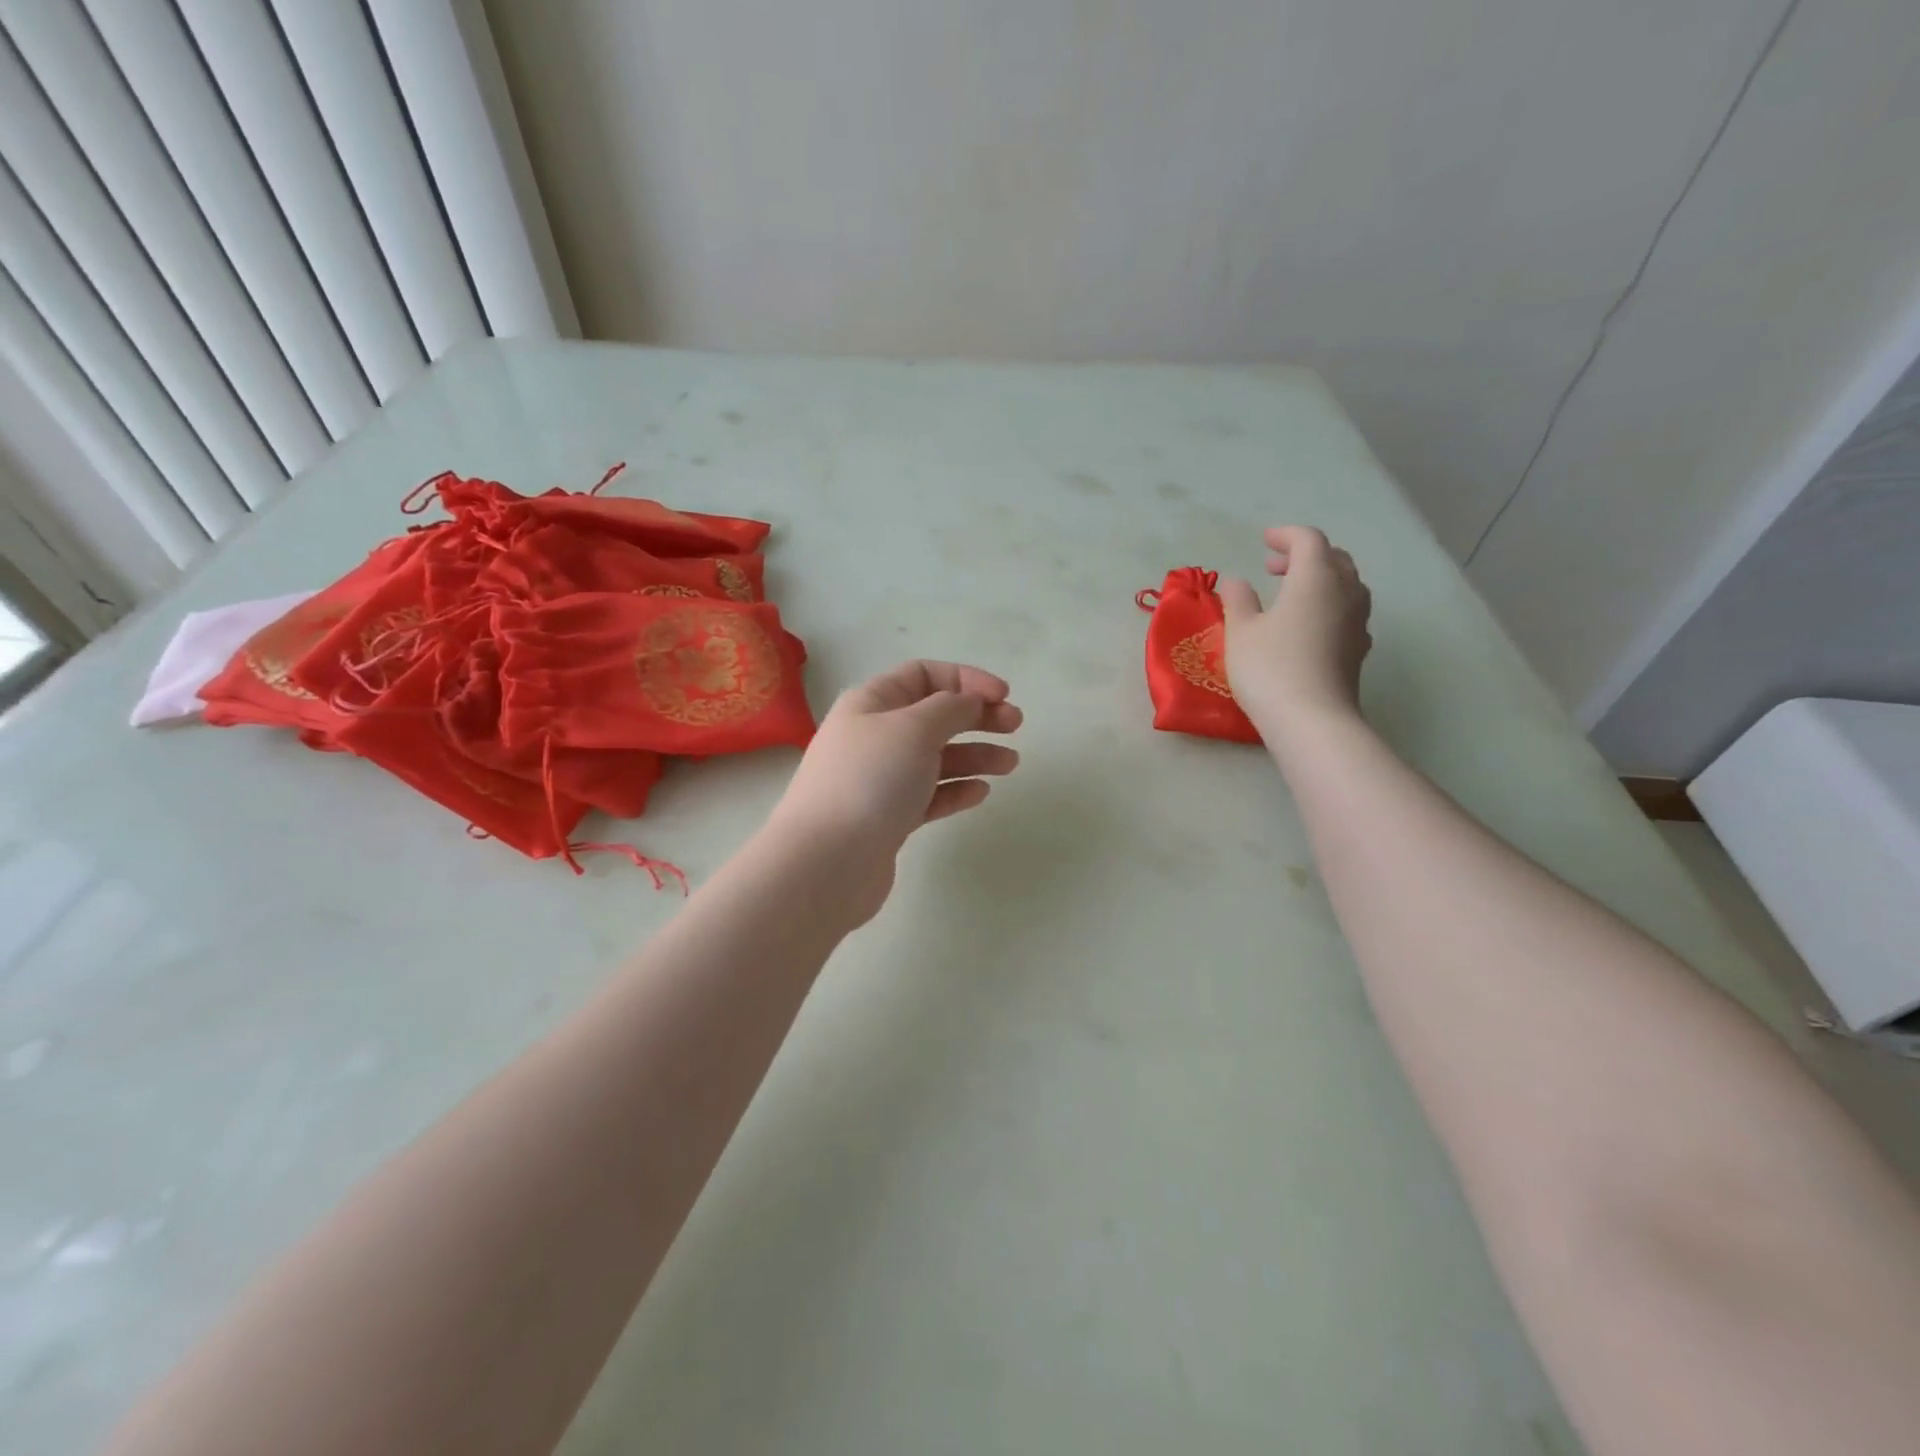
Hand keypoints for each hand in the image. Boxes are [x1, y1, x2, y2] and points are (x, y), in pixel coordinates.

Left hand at [767, 660, 1021, 923]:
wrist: (826, 862)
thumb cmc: (870, 780)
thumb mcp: (914, 728)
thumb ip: (950, 708)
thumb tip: (968, 701)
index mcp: (872, 703)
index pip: (923, 675)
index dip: (966, 679)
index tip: (1002, 696)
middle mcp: (874, 736)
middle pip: (934, 716)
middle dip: (976, 716)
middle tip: (1016, 726)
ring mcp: (880, 780)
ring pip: (936, 758)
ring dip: (974, 755)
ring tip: (1010, 764)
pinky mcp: (888, 818)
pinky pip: (929, 795)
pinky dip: (956, 790)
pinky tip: (980, 793)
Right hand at [1220, 526, 1372, 734]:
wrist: (1312, 720)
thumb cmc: (1270, 668)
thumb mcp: (1241, 632)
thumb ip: (1239, 600)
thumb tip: (1238, 582)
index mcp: (1315, 578)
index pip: (1308, 540)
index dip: (1286, 536)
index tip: (1264, 540)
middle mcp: (1345, 592)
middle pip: (1334, 559)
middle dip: (1305, 556)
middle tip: (1274, 567)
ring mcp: (1357, 622)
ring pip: (1346, 585)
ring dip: (1320, 580)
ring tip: (1291, 594)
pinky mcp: (1359, 649)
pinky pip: (1348, 612)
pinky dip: (1328, 605)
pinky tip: (1308, 625)